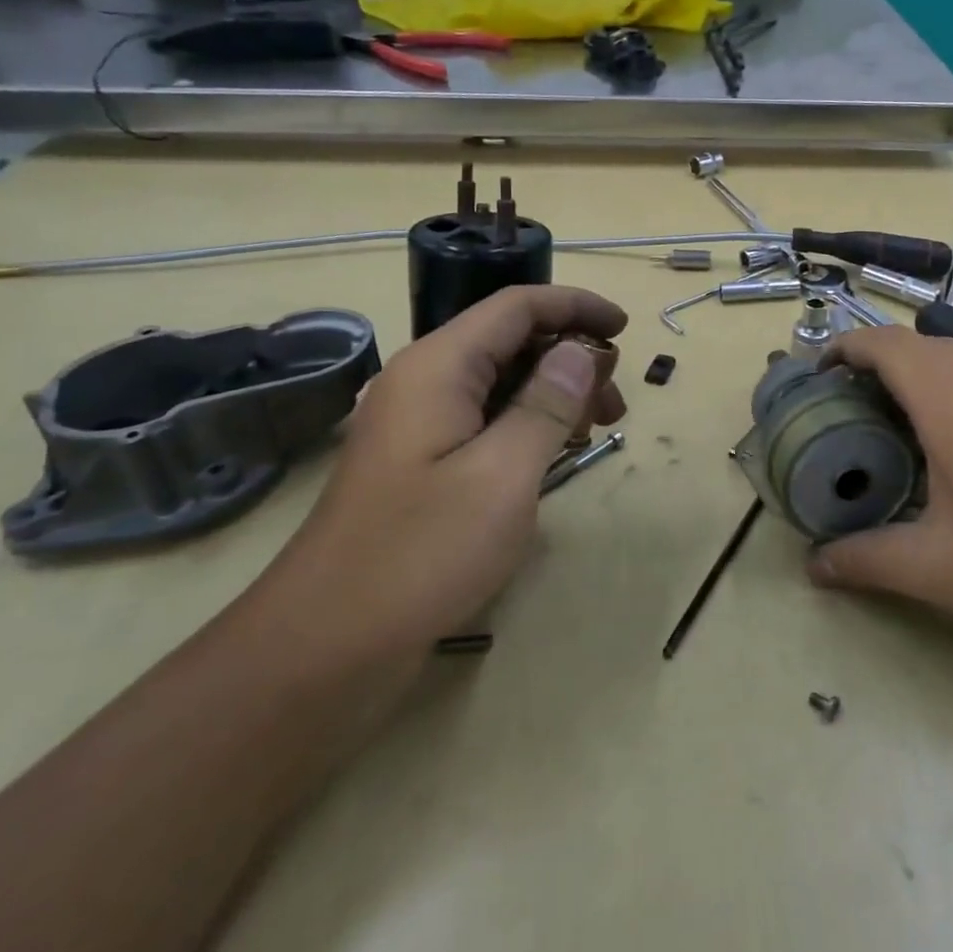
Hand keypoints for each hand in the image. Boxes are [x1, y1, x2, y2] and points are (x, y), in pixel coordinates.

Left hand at [246, 286, 626, 670]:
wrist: (326, 644)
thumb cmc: (422, 552)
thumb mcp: (503, 475)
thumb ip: (547, 405)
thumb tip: (580, 351)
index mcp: (439, 367)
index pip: (517, 307)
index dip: (576, 306)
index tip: (626, 329)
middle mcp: (424, 382)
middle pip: (509, 340)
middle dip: (571, 358)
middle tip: (616, 404)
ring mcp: (418, 424)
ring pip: (499, 382)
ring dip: (553, 394)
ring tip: (595, 432)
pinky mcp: (420, 463)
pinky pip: (484, 420)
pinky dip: (527, 425)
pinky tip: (552, 456)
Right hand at [806, 327, 952, 657]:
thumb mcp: (938, 569)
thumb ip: (866, 559)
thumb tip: (814, 566)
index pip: (886, 344)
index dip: (846, 349)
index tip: (819, 376)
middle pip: (919, 343)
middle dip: (877, 363)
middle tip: (852, 409)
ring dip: (920, 372)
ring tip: (900, 420)